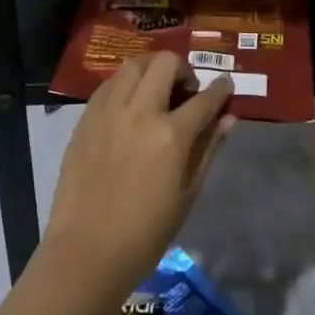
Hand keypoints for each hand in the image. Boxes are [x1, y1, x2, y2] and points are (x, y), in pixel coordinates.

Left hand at [42, 52, 234, 297]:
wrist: (87, 250)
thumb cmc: (146, 233)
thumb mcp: (187, 193)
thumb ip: (208, 149)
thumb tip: (229, 119)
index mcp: (171, 135)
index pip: (204, 99)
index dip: (220, 89)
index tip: (225, 85)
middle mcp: (139, 113)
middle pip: (164, 64)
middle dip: (183, 68)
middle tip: (186, 90)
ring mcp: (108, 113)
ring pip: (132, 66)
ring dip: (151, 70)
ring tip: (155, 91)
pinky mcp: (85, 119)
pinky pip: (107, 86)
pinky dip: (124, 85)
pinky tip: (128, 104)